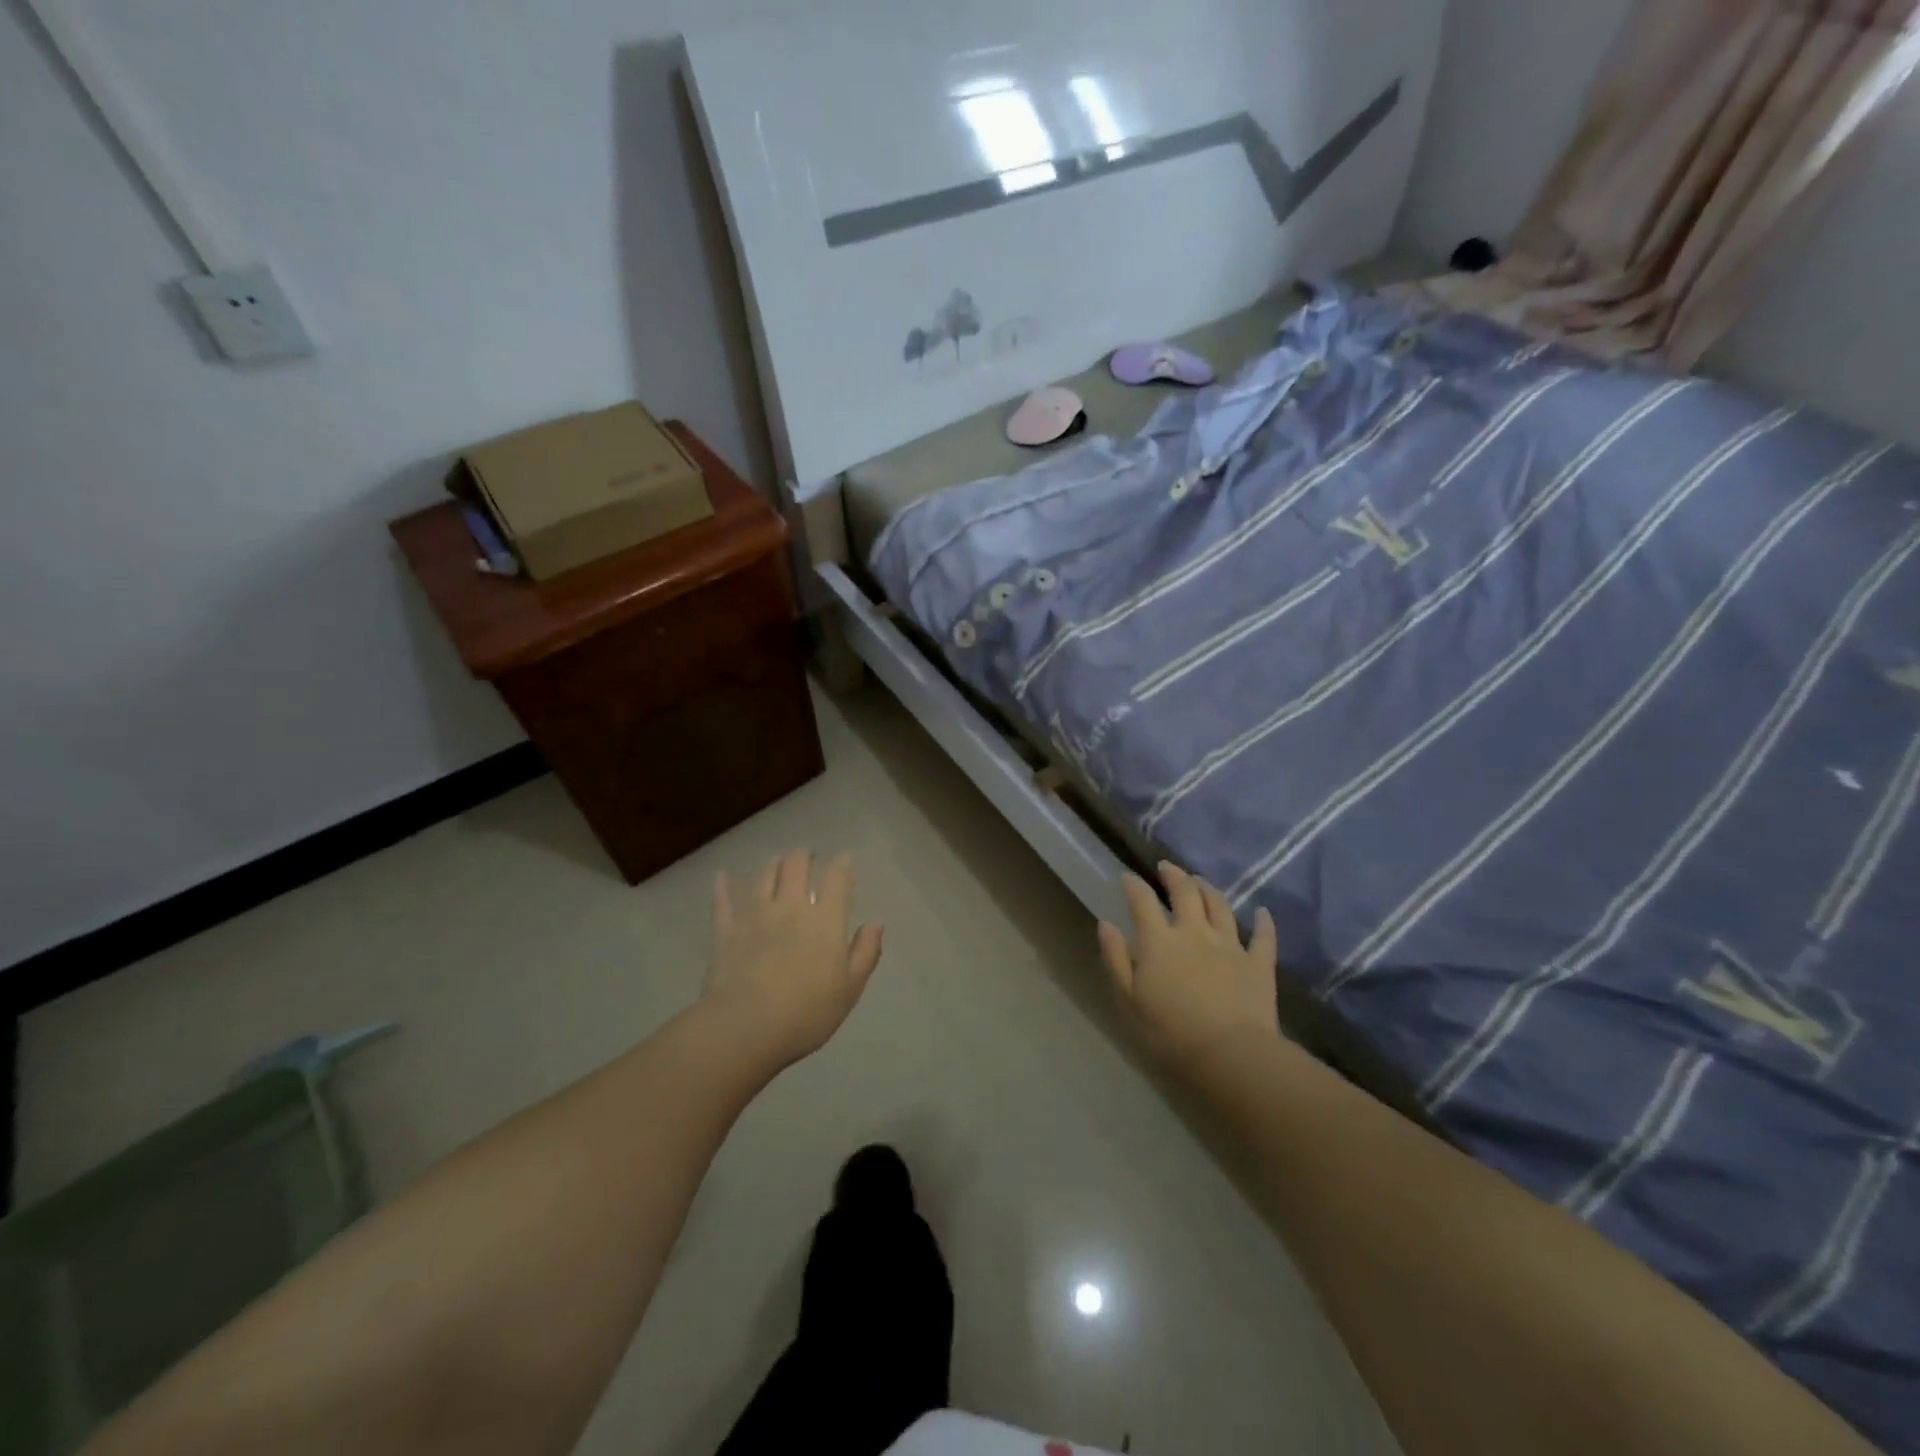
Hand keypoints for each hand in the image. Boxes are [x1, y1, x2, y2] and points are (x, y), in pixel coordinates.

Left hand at [703, 850, 884, 1068]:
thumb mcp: (850, 989)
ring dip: (774, 865)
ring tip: (778, 863)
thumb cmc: (806, 1013)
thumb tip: (875, 923)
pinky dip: (723, 886)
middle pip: (796, 865)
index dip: (841, 864)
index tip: (844, 859)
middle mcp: (790, 906)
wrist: (745, 1029)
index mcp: (825, 919)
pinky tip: (722, 876)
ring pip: (764, 876)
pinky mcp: (726, 931)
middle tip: (808, 858)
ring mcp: (754, 915)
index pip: (836, 879)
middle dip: (804, 856)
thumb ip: (866, 952)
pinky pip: (723, 902)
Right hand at [1099, 862, 1279, 1076]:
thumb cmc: (1170, 1032)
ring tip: (1201, 880)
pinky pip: (1263, 937)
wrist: (1231, 1055)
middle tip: (1167, 867)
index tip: (1126, 877)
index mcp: (1159, 941)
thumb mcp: (1129, 999)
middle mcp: (1194, 932)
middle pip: (1185, 893)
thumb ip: (1116, 959)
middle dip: (1174, 876)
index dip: (1133, 885)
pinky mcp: (1259, 964)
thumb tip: (1106, 924)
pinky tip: (1262, 912)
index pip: (1142, 901)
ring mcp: (1230, 945)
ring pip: (1220, 906)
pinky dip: (1263, 922)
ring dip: (1209, 889)